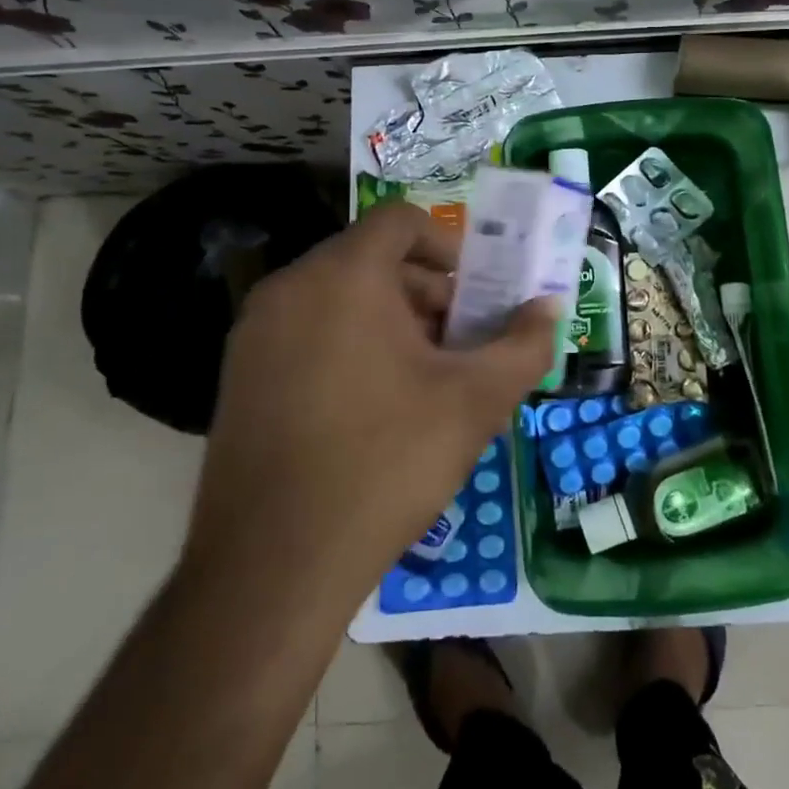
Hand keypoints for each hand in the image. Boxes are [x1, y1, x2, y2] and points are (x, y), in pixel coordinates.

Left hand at [183, 202, 556, 605]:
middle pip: (371, 259)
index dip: (449, 246)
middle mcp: (290, 287)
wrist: (273, 568)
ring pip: (339, 297)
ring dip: (391, 319)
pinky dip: (349, 342)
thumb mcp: (475, 401)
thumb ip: (524, 345)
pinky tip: (375, 405)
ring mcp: (255, 332)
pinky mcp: (238, 375)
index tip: (476, 295)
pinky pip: (307, 331)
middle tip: (461, 342)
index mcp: (343, 276)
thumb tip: (550, 308)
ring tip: (425, 377)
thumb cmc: (386, 463)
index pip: (401, 221)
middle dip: (427, 291)